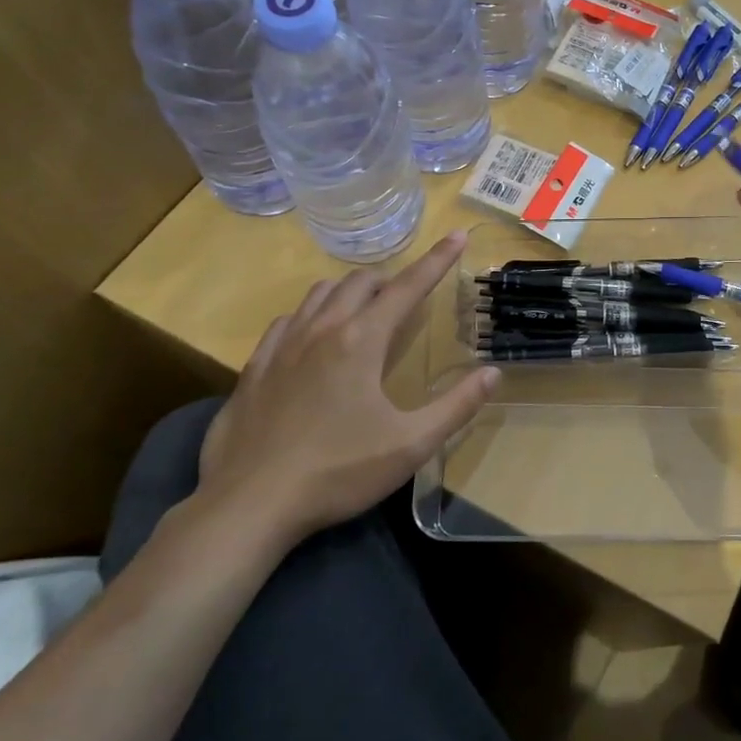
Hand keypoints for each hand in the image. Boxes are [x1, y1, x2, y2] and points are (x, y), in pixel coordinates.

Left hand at [193, 232, 497, 550]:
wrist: (248, 505)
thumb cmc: (337, 472)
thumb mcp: (410, 445)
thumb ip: (456, 406)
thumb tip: (492, 373)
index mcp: (361, 341)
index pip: (408, 286)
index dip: (437, 259)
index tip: (456, 235)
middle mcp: (321, 330)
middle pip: (361, 281)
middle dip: (391, 279)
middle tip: (408, 300)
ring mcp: (282, 346)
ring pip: (320, 293)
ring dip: (350, 291)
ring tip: (365, 311)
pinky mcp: (253, 368)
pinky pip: (287, 320)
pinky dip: (310, 315)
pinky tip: (312, 339)